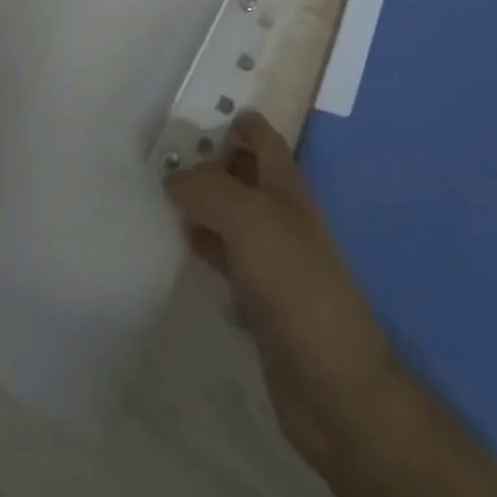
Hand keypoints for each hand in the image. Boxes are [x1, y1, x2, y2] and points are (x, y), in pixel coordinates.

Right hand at [164, 112, 398, 470]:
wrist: (333, 384)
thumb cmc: (295, 284)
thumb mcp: (249, 219)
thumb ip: (208, 188)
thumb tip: (174, 176)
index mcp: (287, 189)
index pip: (266, 140)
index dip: (242, 122)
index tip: (204, 112)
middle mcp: (282, 217)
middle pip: (247, 176)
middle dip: (214, 160)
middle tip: (167, 152)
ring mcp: (274, 261)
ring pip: (234, 217)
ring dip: (205, 203)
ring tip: (163, 192)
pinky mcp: (262, 301)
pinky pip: (228, 260)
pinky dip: (206, 247)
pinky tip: (182, 246)